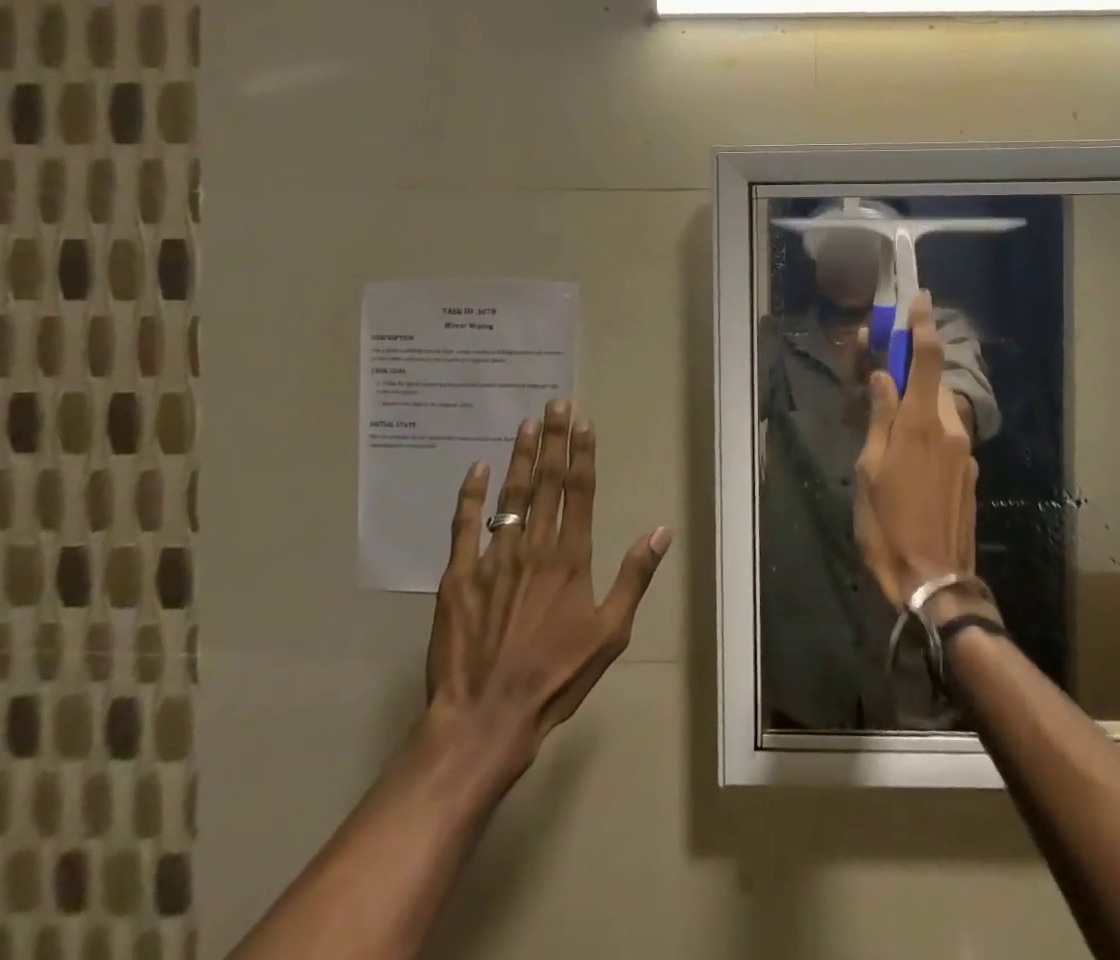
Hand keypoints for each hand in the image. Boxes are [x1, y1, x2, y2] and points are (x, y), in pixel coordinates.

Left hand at [424, 399, 672, 767]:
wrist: (486, 717)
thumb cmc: (556, 676)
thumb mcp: (611, 632)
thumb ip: (634, 577)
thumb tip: (662, 531)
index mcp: (570, 557)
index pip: (579, 491)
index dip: (581, 454)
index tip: (583, 422)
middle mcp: (534, 546)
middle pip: (546, 481)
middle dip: (553, 439)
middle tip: (555, 403)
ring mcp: (493, 558)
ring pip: (510, 494)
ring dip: (520, 456)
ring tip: (526, 424)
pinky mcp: (458, 577)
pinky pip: (464, 525)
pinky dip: (471, 494)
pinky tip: (478, 468)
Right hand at [852, 294, 980, 608]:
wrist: (934, 580)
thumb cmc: (888, 524)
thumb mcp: (869, 469)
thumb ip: (880, 418)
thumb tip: (883, 377)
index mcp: (921, 423)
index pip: (926, 359)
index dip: (923, 325)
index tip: (920, 298)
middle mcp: (950, 429)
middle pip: (930, 384)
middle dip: (908, 373)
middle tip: (879, 382)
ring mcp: (964, 453)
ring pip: (936, 413)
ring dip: (914, 408)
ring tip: (885, 438)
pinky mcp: (969, 474)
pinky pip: (945, 439)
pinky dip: (925, 435)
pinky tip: (905, 466)